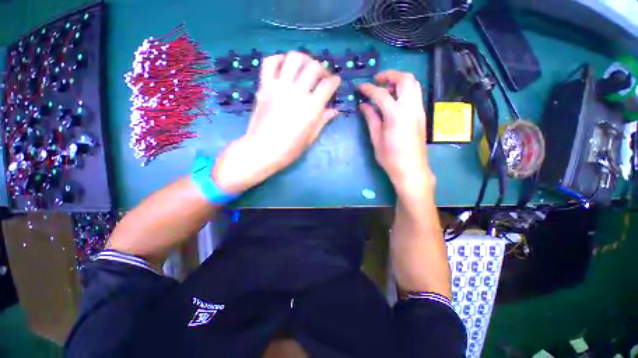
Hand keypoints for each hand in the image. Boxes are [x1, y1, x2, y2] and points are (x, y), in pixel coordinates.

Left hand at [213, 52, 341, 193]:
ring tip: (305, 68)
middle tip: (322, 77)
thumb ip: (323, 120)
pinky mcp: (264, 87)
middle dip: (322, 69)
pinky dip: (279, 59)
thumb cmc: (289, 149)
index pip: (328, 85)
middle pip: (314, 67)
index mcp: (311, 108)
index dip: (335, 81)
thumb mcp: (310, 137)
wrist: (261, 150)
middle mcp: (297, 93)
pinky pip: (270, 63)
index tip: (336, 82)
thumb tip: (335, 110)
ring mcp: (279, 87)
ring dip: (304, 59)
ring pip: (294, 58)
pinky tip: (285, 66)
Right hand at [359, 71, 433, 194]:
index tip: (360, 87)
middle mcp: (411, 108)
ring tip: (385, 89)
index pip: (381, 94)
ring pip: (414, 84)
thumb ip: (371, 118)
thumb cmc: (390, 158)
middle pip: (405, 79)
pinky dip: (404, 90)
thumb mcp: (376, 139)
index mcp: (396, 115)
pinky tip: (393, 100)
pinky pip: (415, 94)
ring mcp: (419, 110)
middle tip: (376, 81)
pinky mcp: (421, 115)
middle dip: (390, 75)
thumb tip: (363, 105)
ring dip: (399, 81)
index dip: (368, 89)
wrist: (411, 169)